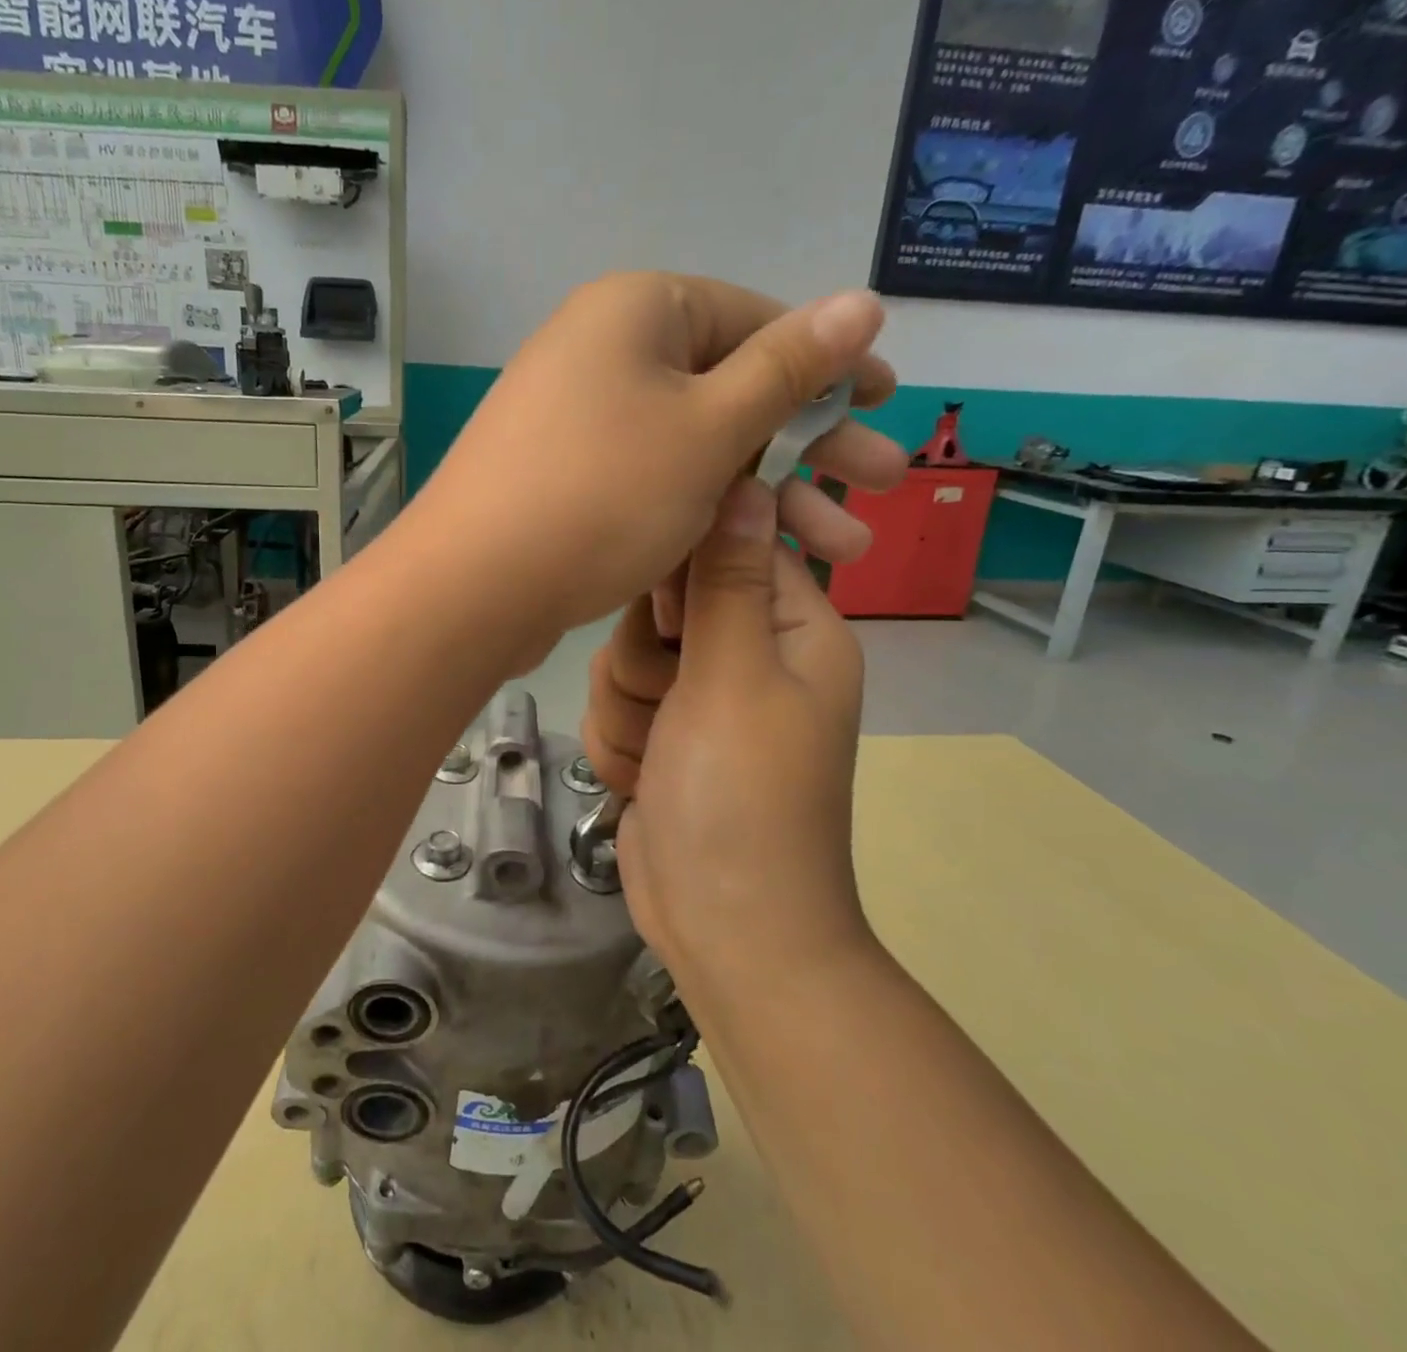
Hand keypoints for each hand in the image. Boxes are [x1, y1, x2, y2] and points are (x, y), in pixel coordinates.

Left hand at [408, 275, 904, 664]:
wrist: (472, 588)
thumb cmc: (600, 494)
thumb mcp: (709, 428)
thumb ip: (788, 368)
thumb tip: (863, 301)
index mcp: (637, 312)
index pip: (755, 321)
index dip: (828, 364)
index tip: (886, 401)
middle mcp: (605, 355)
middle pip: (732, 392)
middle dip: (813, 445)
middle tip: (888, 483)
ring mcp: (583, 424)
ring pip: (698, 449)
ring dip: (771, 496)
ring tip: (845, 550)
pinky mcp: (570, 483)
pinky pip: (655, 484)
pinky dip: (705, 516)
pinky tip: (760, 558)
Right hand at [596, 478, 873, 985]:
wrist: (723, 925)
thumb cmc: (741, 795)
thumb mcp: (733, 677)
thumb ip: (727, 578)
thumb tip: (747, 481)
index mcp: (793, 628)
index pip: (731, 544)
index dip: (685, 571)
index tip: (670, 617)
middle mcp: (748, 655)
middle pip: (663, 603)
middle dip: (646, 658)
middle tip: (671, 702)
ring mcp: (699, 701)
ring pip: (625, 657)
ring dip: (628, 708)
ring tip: (659, 755)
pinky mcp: (660, 736)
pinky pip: (614, 705)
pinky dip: (620, 744)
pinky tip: (643, 780)